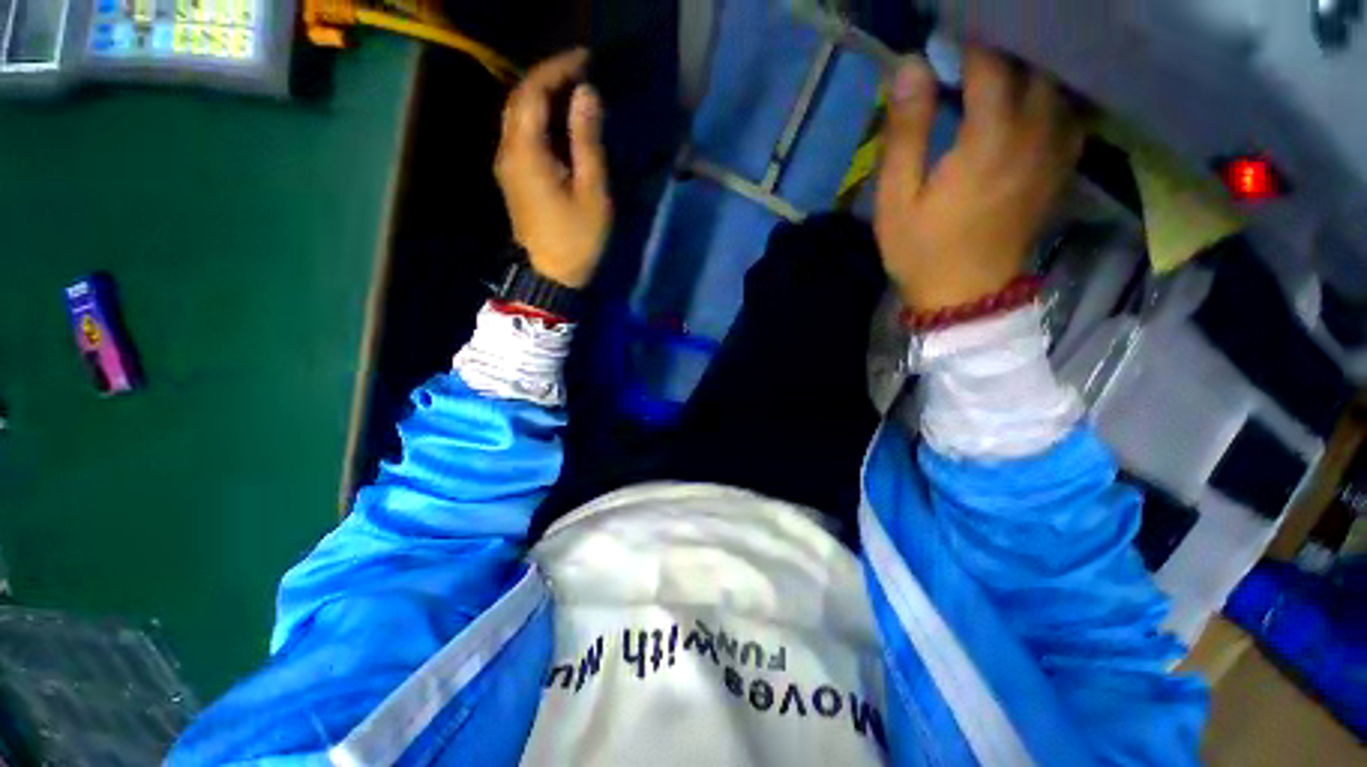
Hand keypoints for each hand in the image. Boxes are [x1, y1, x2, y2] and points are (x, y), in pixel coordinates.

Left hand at [494, 49, 611, 288]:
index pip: (533, 91)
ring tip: (574, 91)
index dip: (558, 68)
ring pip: (517, 115)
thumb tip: (587, 95)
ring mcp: (507, 165)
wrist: (551, 277)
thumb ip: (587, 141)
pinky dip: (539, 117)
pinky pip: (521, 134)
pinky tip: (560, 121)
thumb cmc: (577, 238)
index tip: (586, 59)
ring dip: (543, 96)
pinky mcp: (513, 178)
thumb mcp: (592, 192)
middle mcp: (508, 151)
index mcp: (526, 151)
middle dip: (548, 77)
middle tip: (581, 71)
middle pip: (520, 98)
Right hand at [874, 45, 1083, 311]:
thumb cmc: (921, 250)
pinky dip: (1052, 92)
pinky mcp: (1061, 167)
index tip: (950, 30)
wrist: (965, 297)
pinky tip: (1030, 95)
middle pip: (1035, 65)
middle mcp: (1034, 134)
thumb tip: (910, 67)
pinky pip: (1069, 112)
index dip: (972, 39)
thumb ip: (905, 132)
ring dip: (1032, 65)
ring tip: (1000, 65)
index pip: (992, 63)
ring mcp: (1055, 151)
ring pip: (1059, 84)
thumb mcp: (896, 199)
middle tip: (974, 45)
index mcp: (990, 140)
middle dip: (1007, 46)